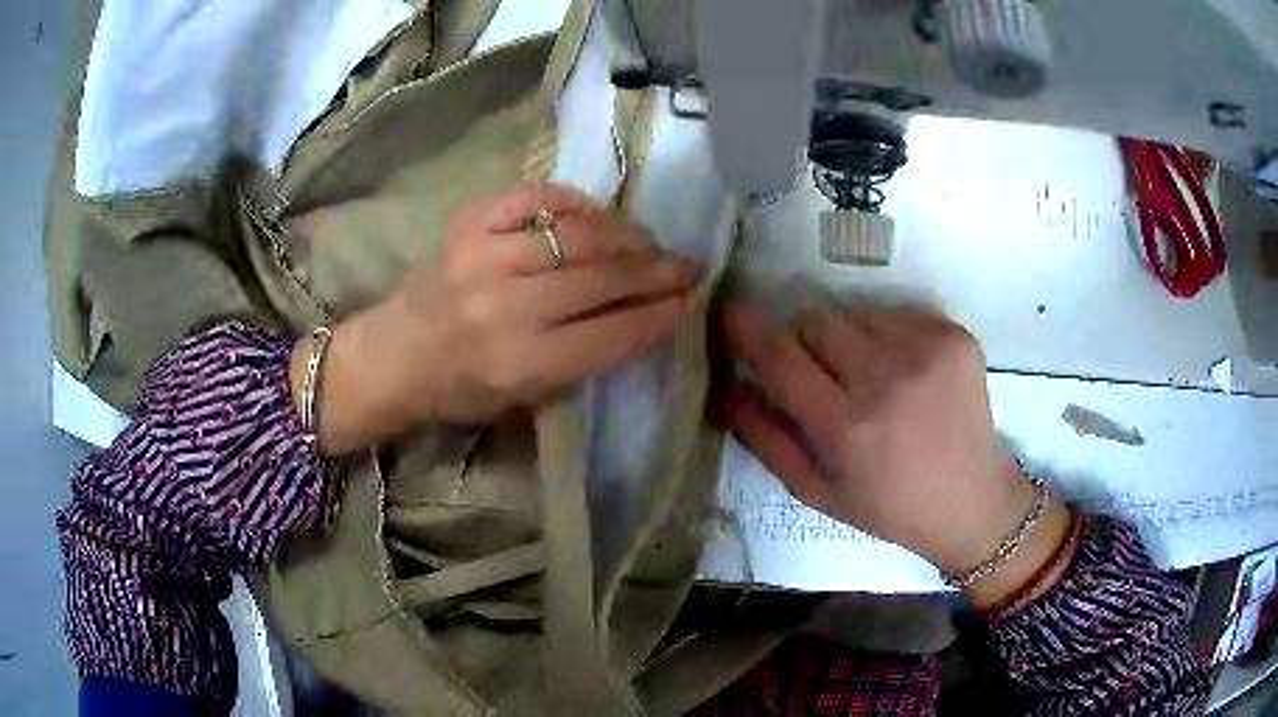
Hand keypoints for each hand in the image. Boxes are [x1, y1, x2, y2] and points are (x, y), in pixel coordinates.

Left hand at [295, 183, 701, 451]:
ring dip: (627, 236)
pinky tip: (597, 216)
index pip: (613, 332)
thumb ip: (583, 361)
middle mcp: (505, 308)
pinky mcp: (468, 223)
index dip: (661, 313)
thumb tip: (641, 315)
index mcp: (520, 364)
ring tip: (648, 242)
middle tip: (688, 264)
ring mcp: (483, 256)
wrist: (394, 355)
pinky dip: (576, 203)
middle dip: (658, 270)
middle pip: (603, 278)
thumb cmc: (460, 390)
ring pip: (579, 234)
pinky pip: (537, 198)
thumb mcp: (525, 401)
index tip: (692, 298)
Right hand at [721, 304, 1070, 603]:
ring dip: (846, 338)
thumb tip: (726, 387)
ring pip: (854, 313)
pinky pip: (895, 314)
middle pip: (816, 320)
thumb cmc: (889, 507)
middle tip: (819, 373)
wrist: (972, 501)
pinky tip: (904, 373)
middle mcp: (887, 379)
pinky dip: (886, 336)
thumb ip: (765, 438)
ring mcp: (927, 350)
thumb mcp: (817, 491)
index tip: (730, 313)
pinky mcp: (955, 335)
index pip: (781, 356)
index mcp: (847, 427)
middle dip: (803, 340)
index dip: (748, 329)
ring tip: (868, 376)